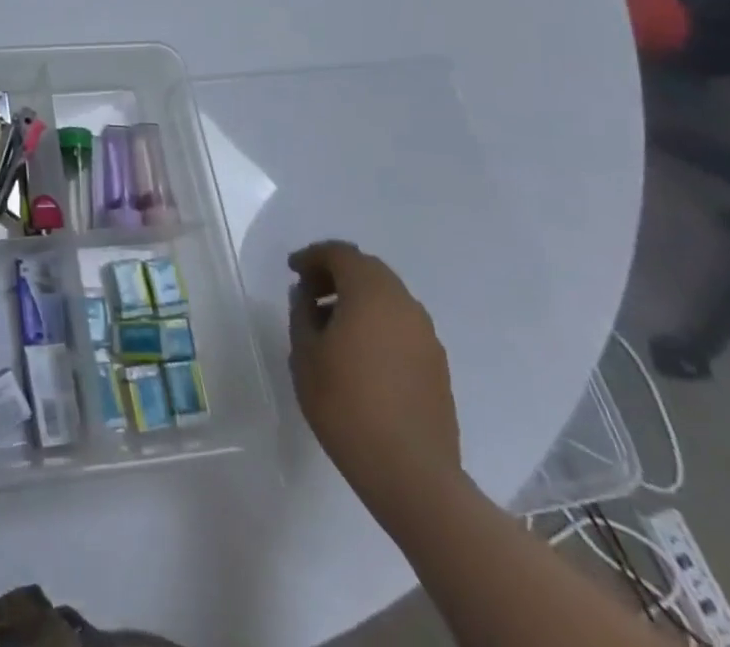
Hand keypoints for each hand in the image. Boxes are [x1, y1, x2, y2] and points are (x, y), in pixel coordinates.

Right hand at [288, 240, 460, 511]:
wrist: (412, 475)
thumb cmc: (346, 405)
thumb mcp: (305, 354)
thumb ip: (302, 314)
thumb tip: (306, 296)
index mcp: (371, 295)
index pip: (341, 254)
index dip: (312, 256)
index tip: (292, 270)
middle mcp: (404, 306)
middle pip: (368, 270)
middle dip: (336, 273)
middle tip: (309, 292)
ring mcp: (427, 337)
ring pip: (388, 297)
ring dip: (359, 298)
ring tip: (331, 323)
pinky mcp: (437, 366)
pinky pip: (402, 324)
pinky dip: (377, 322)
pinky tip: (359, 351)